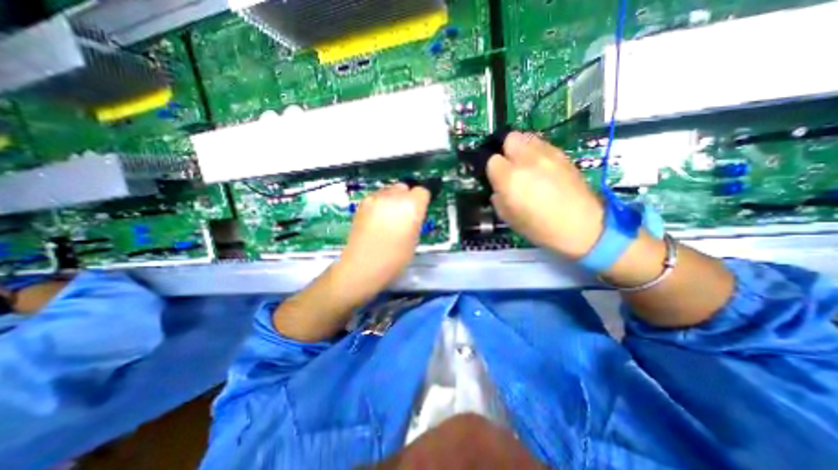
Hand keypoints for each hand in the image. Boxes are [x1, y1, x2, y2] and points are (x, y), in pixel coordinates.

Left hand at [335, 182, 428, 292]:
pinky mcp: (362, 203)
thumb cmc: (395, 258)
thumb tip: (413, 213)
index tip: (419, 211)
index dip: (421, 201)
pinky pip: (377, 197)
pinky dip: (380, 204)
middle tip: (403, 215)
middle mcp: (394, 196)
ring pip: (390, 190)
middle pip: (405, 187)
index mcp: (411, 205)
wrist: (363, 265)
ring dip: (392, 200)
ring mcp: (376, 198)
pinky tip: (376, 219)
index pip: (422, 191)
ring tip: (388, 218)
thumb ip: (415, 220)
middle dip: (406, 198)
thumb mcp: (414, 239)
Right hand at [489, 130, 605, 258]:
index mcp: (510, 178)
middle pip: (510, 138)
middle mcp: (527, 160)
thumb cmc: (539, 227)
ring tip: (526, 165)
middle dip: (506, 150)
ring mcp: (547, 155)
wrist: (580, 226)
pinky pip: (543, 145)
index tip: (496, 179)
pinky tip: (542, 168)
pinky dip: (538, 152)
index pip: (492, 160)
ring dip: (522, 148)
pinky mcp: (563, 155)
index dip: (492, 170)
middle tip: (510, 167)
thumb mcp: (508, 217)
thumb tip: (498, 188)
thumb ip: (497, 198)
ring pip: (527, 137)